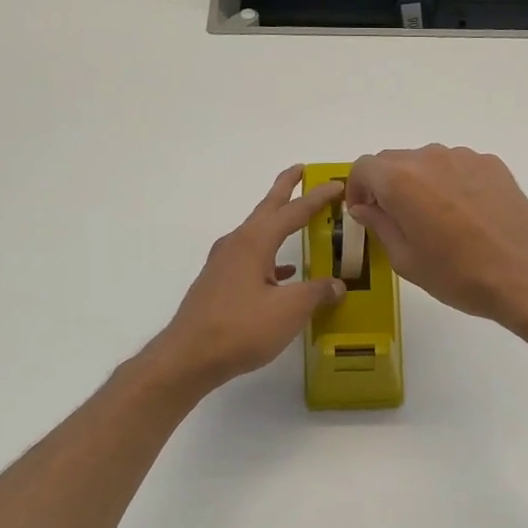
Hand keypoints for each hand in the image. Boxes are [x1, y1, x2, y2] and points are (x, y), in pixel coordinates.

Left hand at [151, 166, 346, 391]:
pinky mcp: (219, 284)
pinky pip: (251, 258)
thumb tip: (337, 285)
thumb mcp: (289, 310)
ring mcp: (224, 264)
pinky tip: (283, 274)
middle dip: (285, 189)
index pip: (293, 211)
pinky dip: (270, 256)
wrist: (189, 356)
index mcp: (254, 242)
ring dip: (277, 223)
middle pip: (266, 209)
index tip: (337, 184)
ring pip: (257, 234)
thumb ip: (317, 293)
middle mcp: (236, 244)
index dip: (317, 198)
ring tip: (297, 220)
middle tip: (301, 171)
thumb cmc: (241, 328)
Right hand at [345, 145, 527, 326]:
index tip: (364, 212)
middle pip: (394, 161)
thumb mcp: (406, 260)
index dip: (357, 189)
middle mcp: (430, 158)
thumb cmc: (457, 275)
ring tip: (436, 218)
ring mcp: (465, 157)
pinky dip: (451, 183)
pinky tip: (466, 215)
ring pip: (428, 162)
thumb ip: (380, 225)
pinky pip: (458, 167)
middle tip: (397, 219)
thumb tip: (365, 207)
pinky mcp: (492, 165)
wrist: (524, 275)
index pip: (364, 167)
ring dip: (420, 183)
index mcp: (401, 180)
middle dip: (386, 185)